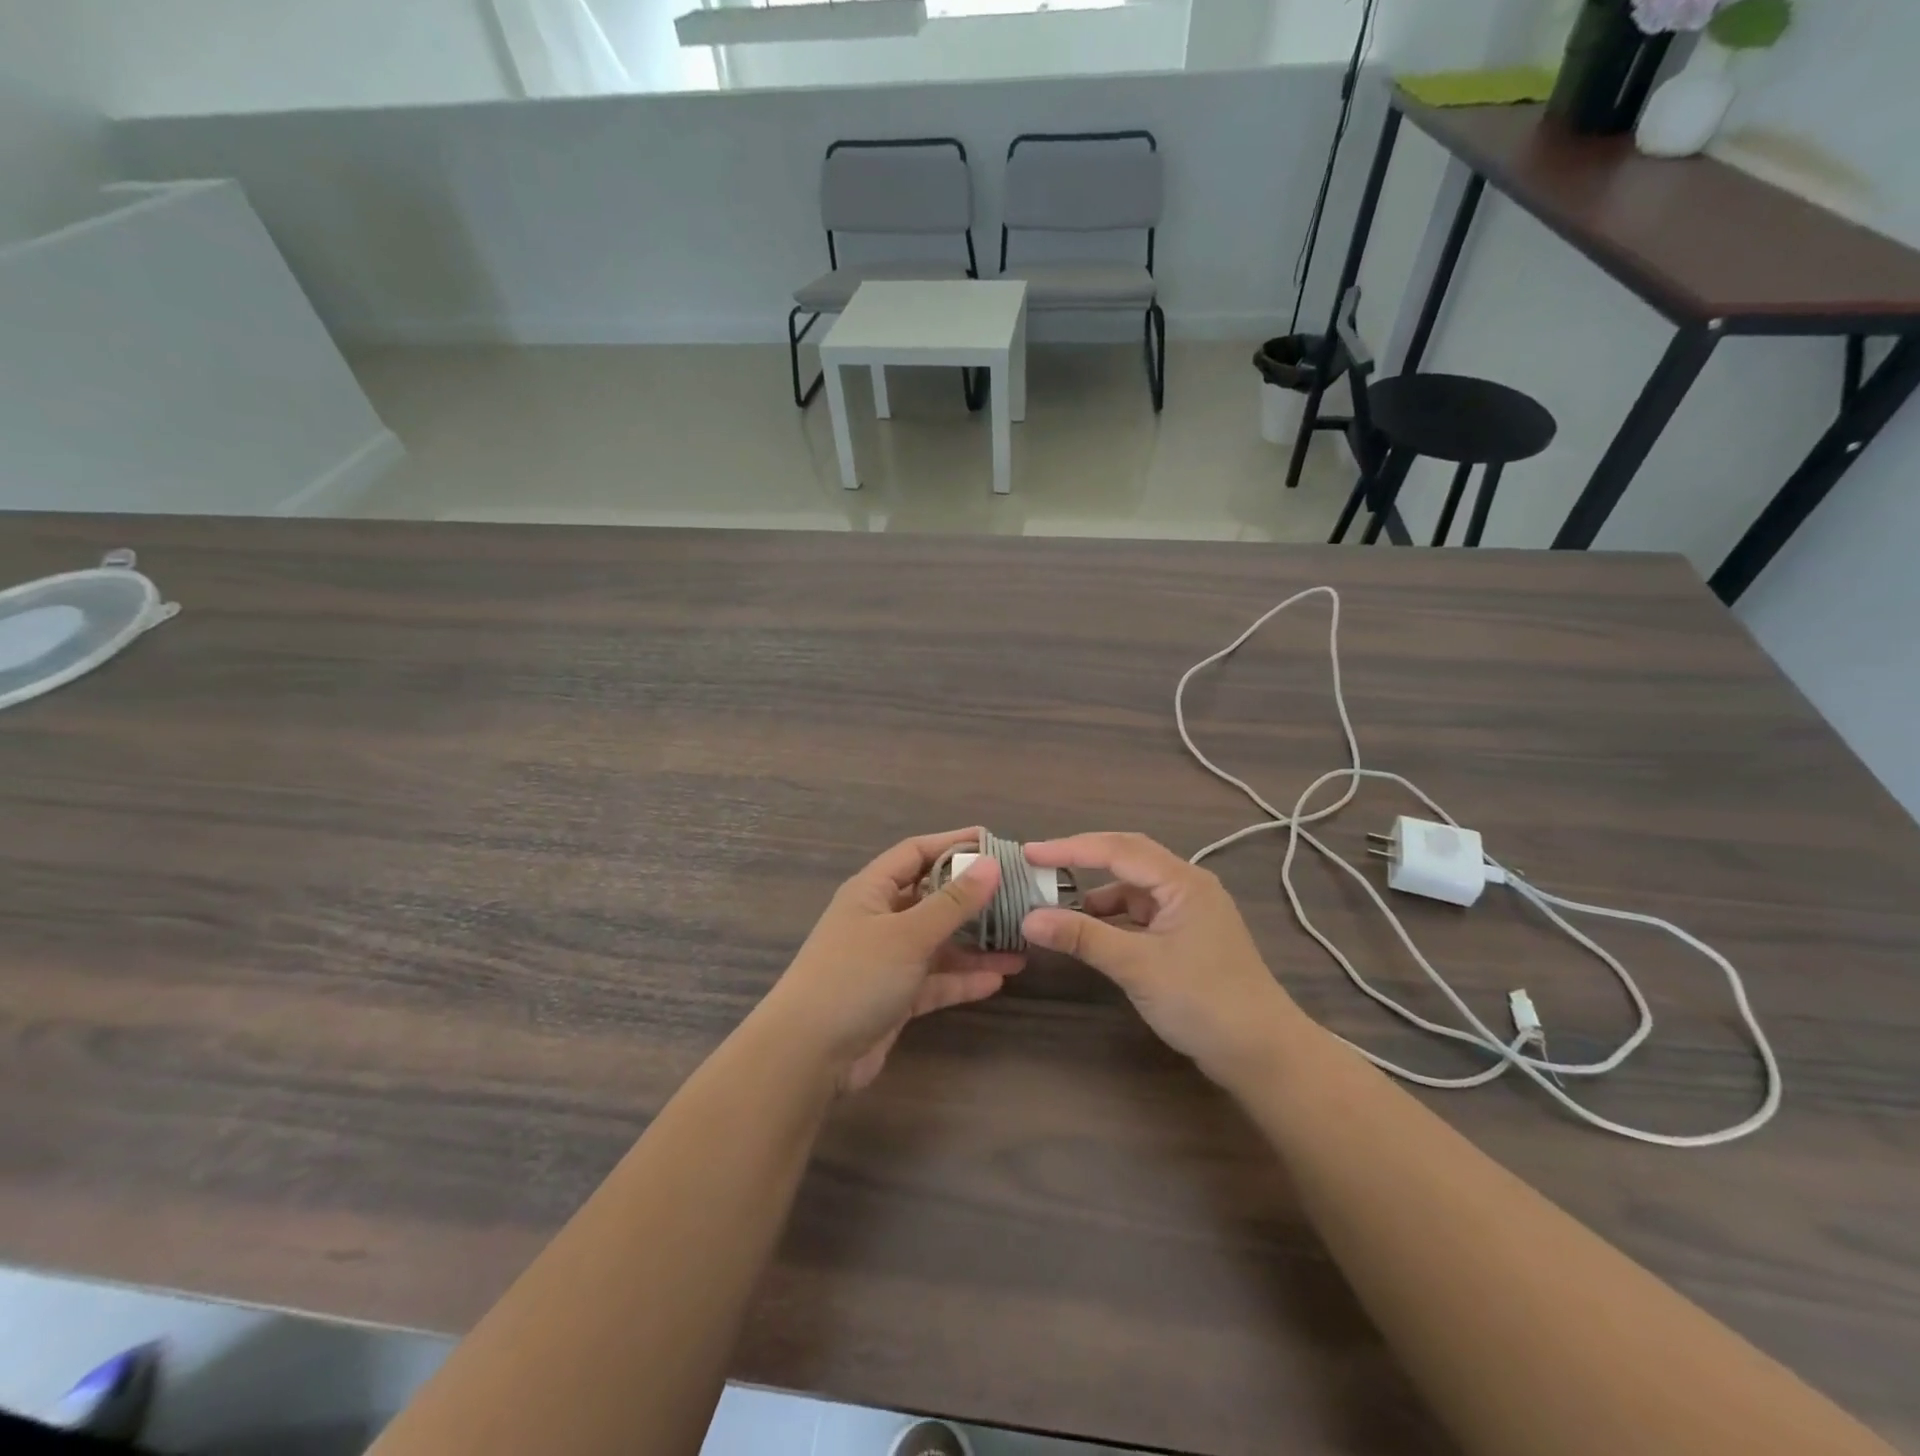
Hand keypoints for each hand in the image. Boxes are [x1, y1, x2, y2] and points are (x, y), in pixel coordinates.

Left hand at [764, 828, 1021, 1092]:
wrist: (807, 1054)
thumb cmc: (855, 977)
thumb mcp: (908, 934)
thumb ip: (953, 902)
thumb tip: (992, 864)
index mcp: (872, 890)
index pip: (916, 852)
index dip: (953, 843)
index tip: (995, 843)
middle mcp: (879, 919)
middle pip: (932, 897)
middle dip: (972, 898)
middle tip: (1017, 894)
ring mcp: (886, 960)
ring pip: (938, 943)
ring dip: (975, 944)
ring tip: (1019, 943)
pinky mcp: (894, 998)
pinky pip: (935, 980)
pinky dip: (962, 979)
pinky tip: (998, 980)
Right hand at [1021, 832, 1301, 1087]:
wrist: (1264, 1055)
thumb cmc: (1204, 1001)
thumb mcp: (1138, 966)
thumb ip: (1083, 937)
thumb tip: (1028, 918)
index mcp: (1182, 881)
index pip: (1117, 849)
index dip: (1070, 848)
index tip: (1029, 853)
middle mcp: (1187, 886)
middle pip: (1127, 858)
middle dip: (1083, 860)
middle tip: (1040, 865)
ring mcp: (1189, 912)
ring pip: (1133, 889)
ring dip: (1097, 894)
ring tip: (1059, 906)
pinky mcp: (1187, 938)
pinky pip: (1142, 915)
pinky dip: (1113, 919)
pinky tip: (1093, 934)